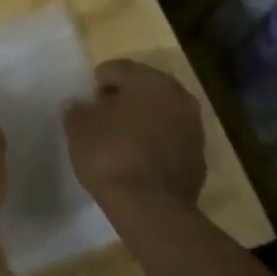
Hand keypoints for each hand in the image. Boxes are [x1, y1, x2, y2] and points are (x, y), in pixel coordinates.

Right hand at [63, 59, 207, 210]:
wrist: (150, 207)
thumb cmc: (110, 154)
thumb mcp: (78, 126)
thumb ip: (77, 108)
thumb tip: (82, 106)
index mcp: (151, 81)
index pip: (119, 68)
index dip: (98, 81)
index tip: (86, 100)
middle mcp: (179, 97)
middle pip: (145, 89)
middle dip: (123, 99)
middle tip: (101, 117)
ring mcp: (194, 129)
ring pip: (161, 114)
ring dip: (142, 121)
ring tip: (118, 141)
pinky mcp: (199, 159)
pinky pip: (170, 141)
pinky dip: (155, 145)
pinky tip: (136, 161)